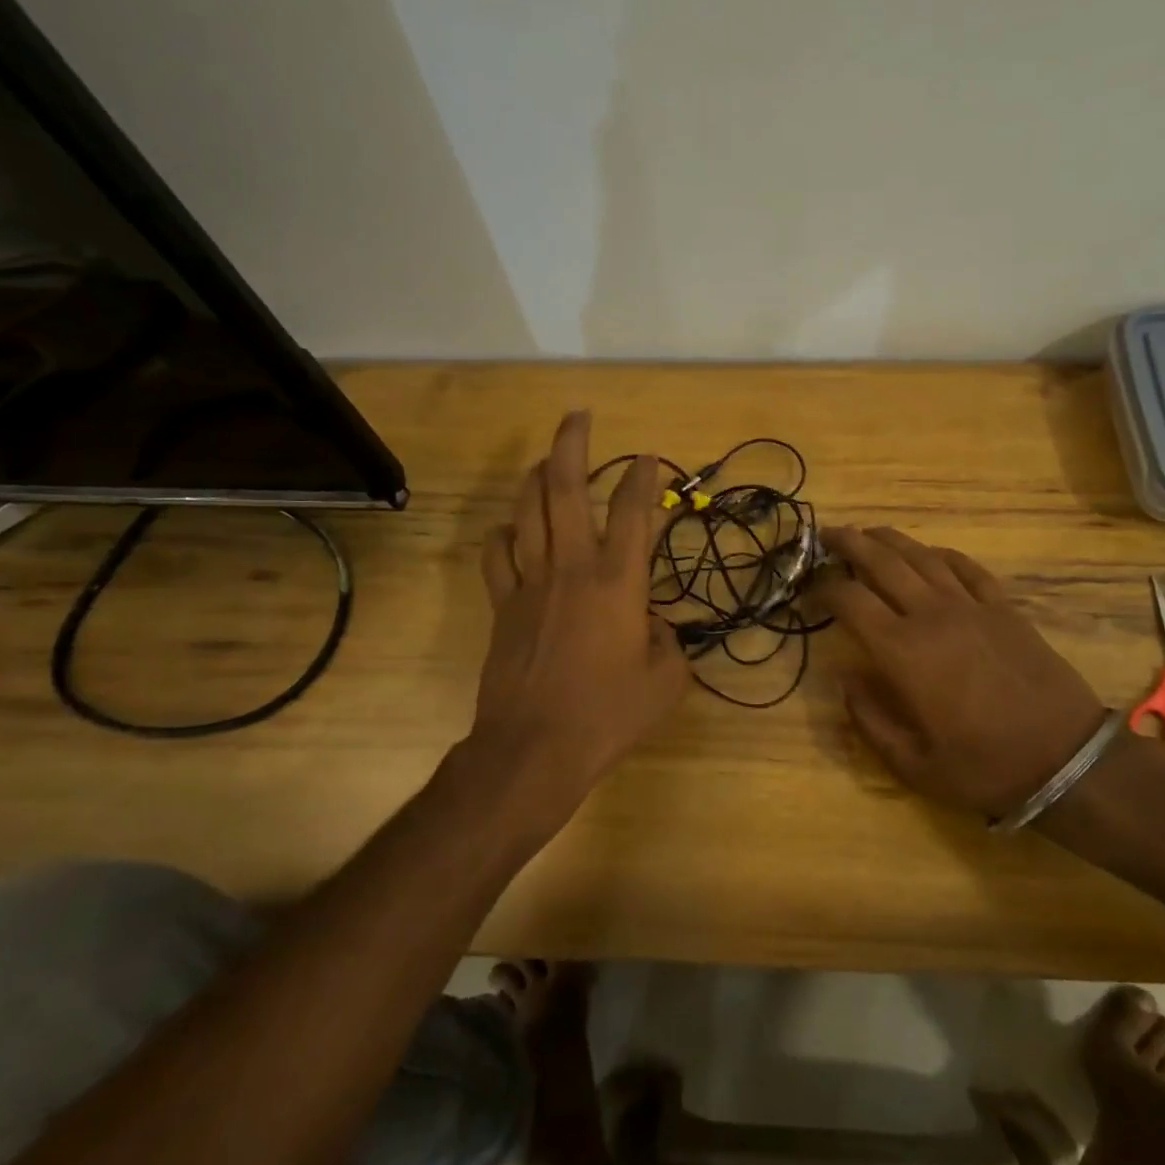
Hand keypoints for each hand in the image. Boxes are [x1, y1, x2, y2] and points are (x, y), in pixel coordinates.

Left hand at [463, 412, 690, 826]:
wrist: (534, 749)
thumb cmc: (607, 716)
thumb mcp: (665, 683)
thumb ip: (668, 644)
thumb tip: (652, 627)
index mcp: (619, 582)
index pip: (635, 513)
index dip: (644, 479)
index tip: (649, 458)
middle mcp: (573, 568)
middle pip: (567, 490)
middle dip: (573, 445)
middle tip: (578, 416)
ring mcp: (530, 582)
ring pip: (527, 511)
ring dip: (537, 478)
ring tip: (547, 460)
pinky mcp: (502, 604)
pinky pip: (497, 555)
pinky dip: (502, 534)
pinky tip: (509, 528)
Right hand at [819, 527, 1108, 818]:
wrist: (1067, 760)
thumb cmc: (984, 767)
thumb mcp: (912, 765)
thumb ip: (868, 719)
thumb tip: (844, 678)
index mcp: (902, 651)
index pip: (850, 600)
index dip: (823, 588)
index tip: (810, 589)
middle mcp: (931, 615)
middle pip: (881, 562)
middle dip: (849, 543)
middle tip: (827, 534)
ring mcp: (971, 606)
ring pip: (922, 556)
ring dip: (890, 540)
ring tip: (869, 532)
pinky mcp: (1004, 608)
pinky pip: (967, 568)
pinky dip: (942, 554)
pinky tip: (930, 553)